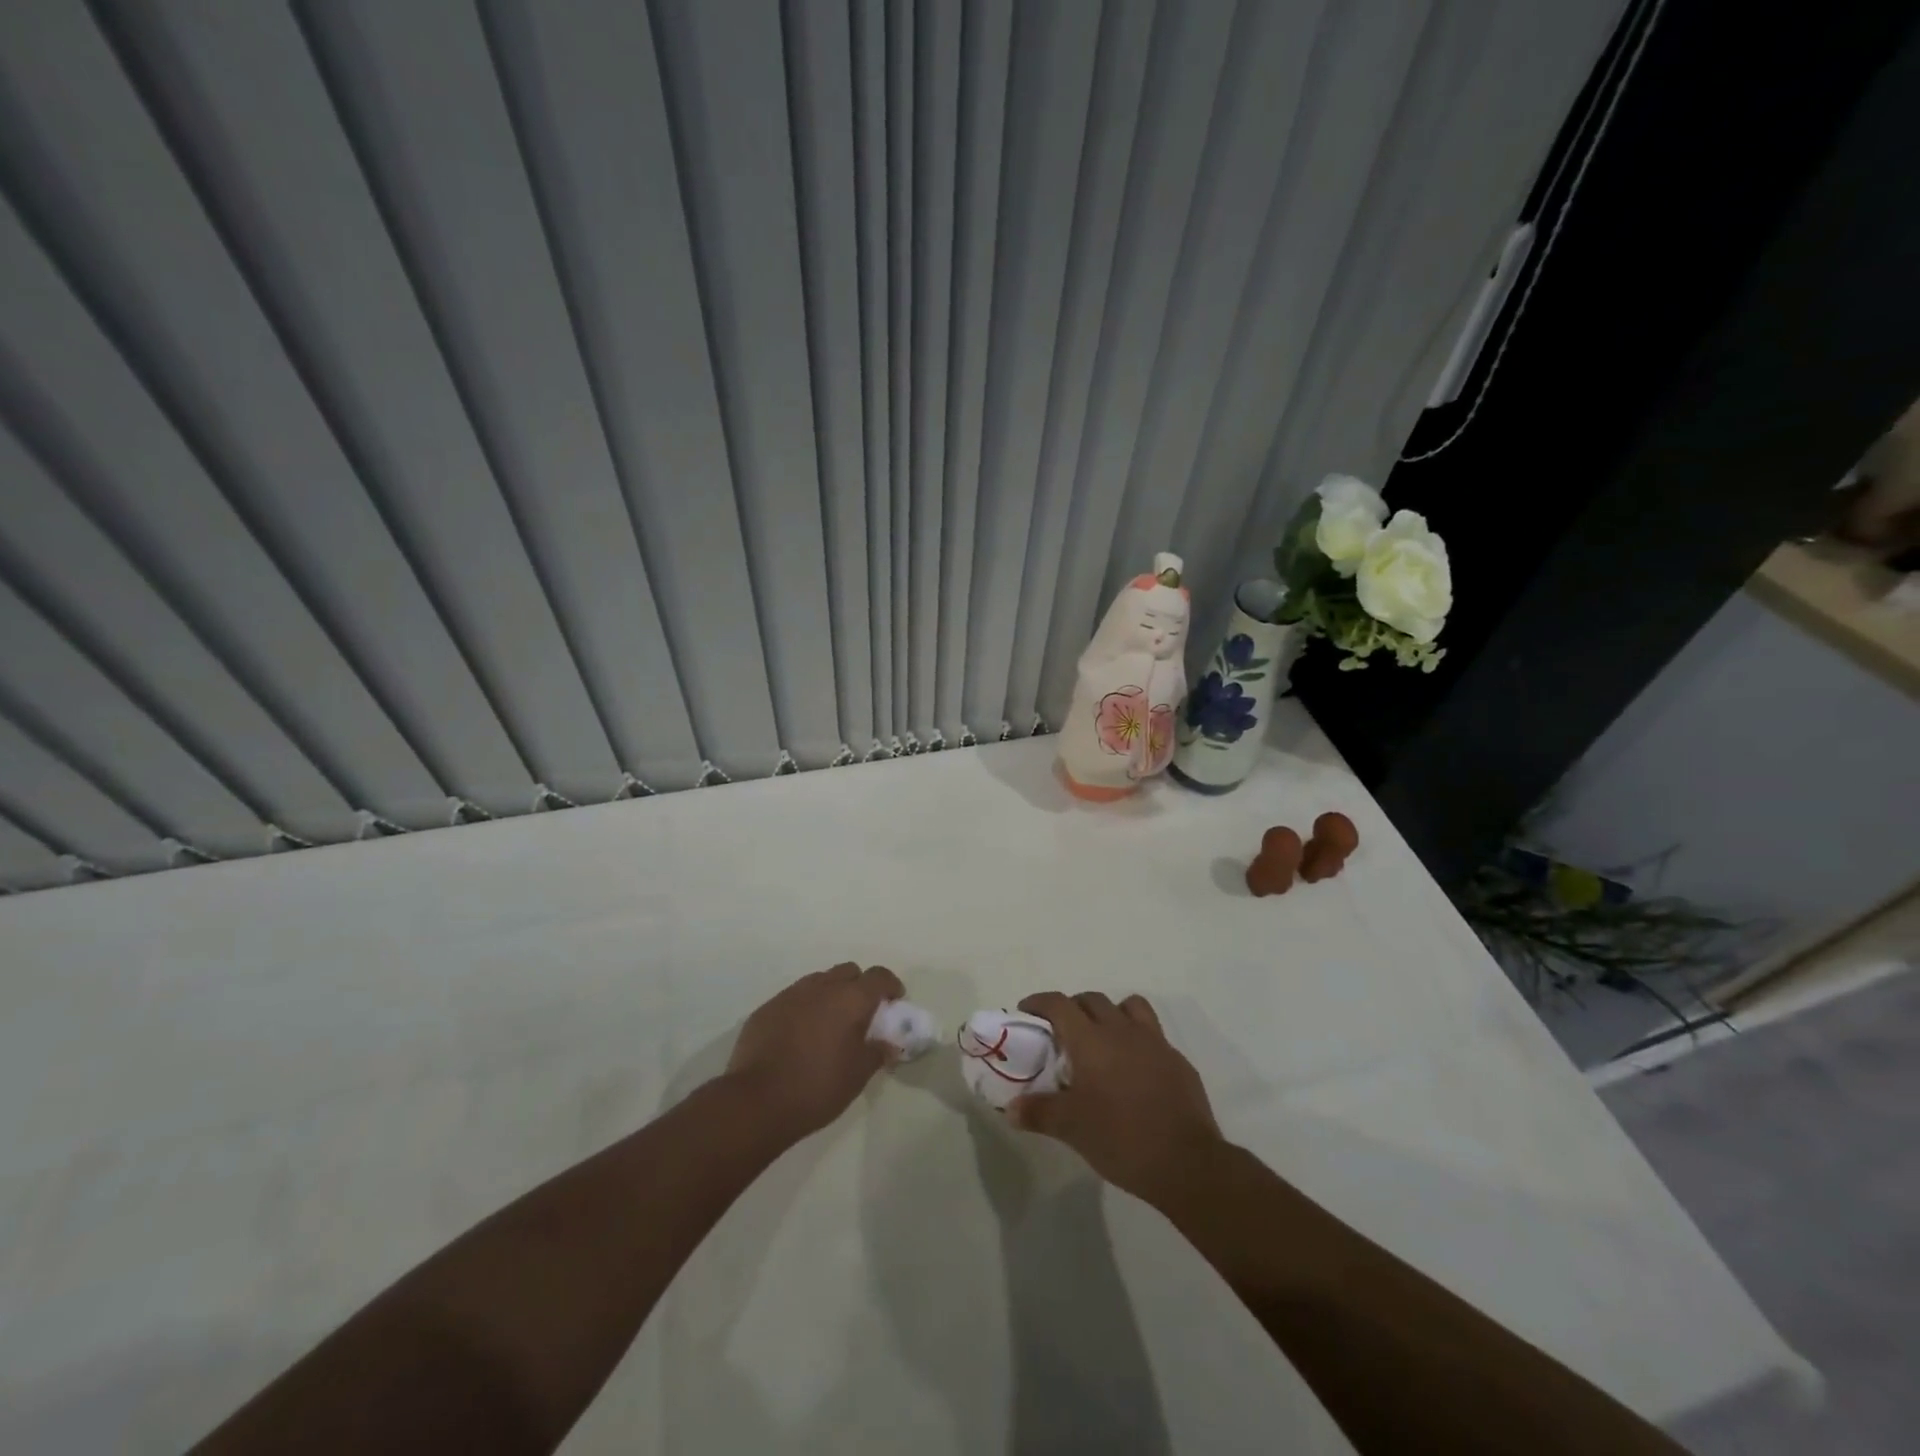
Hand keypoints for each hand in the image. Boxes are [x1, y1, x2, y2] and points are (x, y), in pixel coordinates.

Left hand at [725, 963, 903, 1144]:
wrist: (756, 1101)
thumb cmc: (817, 1087)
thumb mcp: (858, 1075)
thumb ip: (877, 1053)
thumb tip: (888, 1043)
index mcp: (849, 999)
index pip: (879, 976)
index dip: (891, 986)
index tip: (894, 1003)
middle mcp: (821, 987)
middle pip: (848, 972)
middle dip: (859, 987)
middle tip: (862, 1015)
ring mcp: (790, 995)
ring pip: (819, 981)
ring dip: (830, 995)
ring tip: (829, 1025)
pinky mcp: (766, 1009)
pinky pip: (794, 998)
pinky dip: (804, 1008)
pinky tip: (800, 1036)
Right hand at [1008, 991, 1222, 1204]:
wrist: (1186, 1163)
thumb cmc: (1120, 1139)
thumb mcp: (1071, 1128)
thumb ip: (1038, 1113)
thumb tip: (1011, 1109)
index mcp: (1091, 1040)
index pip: (1059, 1004)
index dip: (1039, 1002)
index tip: (1027, 1011)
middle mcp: (1122, 1030)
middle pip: (1092, 1000)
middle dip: (1073, 1007)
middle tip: (1062, 1031)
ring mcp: (1154, 1042)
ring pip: (1129, 1007)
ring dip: (1111, 1013)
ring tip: (1102, 1039)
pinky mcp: (1177, 1061)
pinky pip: (1153, 1035)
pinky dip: (1138, 1041)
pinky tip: (1134, 1070)